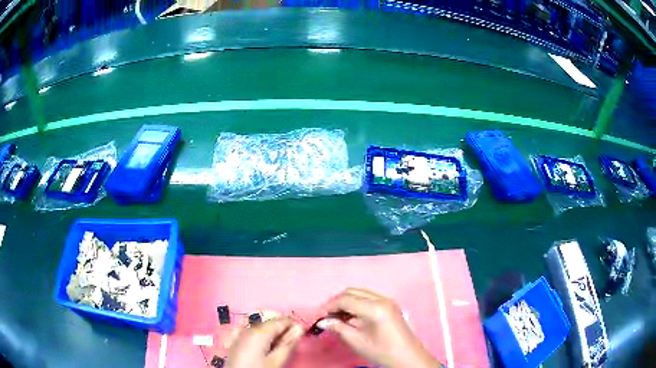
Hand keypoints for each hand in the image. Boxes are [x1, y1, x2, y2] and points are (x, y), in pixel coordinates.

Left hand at [227, 317, 304, 367]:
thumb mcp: (277, 361)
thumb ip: (288, 344)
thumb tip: (300, 328)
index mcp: (259, 331)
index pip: (281, 320)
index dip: (293, 325)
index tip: (301, 334)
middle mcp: (247, 328)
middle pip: (270, 323)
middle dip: (282, 331)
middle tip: (290, 344)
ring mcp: (238, 334)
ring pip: (261, 329)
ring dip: (272, 335)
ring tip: (278, 348)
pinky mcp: (234, 342)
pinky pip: (251, 334)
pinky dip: (260, 338)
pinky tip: (264, 347)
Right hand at [317, 288, 439, 367]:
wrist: (407, 358)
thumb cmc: (382, 352)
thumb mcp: (357, 341)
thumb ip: (338, 328)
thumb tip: (323, 321)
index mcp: (376, 308)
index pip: (345, 299)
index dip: (329, 307)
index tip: (318, 317)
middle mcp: (383, 299)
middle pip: (352, 292)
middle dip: (336, 302)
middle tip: (326, 316)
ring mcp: (388, 301)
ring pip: (360, 293)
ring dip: (346, 302)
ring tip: (336, 317)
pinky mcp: (390, 306)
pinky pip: (368, 298)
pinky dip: (356, 304)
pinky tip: (350, 317)